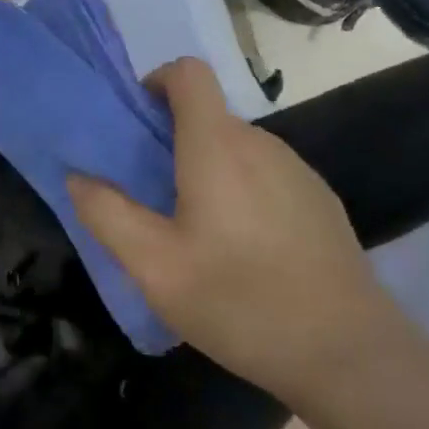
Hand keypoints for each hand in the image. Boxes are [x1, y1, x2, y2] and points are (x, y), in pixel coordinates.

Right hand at [67, 57, 409, 406]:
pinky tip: (243, 250)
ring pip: (237, 147)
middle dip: (171, 139)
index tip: (136, 124)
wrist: (350, 355)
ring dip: (206, 168)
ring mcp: (298, 171)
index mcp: (217, 145)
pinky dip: (240, 190)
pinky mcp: (320, 201)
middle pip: (207, 114)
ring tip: (194, 230)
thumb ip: (106, 213)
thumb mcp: (153, 266)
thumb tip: (78, 176)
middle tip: (150, 194)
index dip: (156, 82)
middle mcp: (261, 143)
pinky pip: (265, 174)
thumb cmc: (240, 301)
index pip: (188, 72)